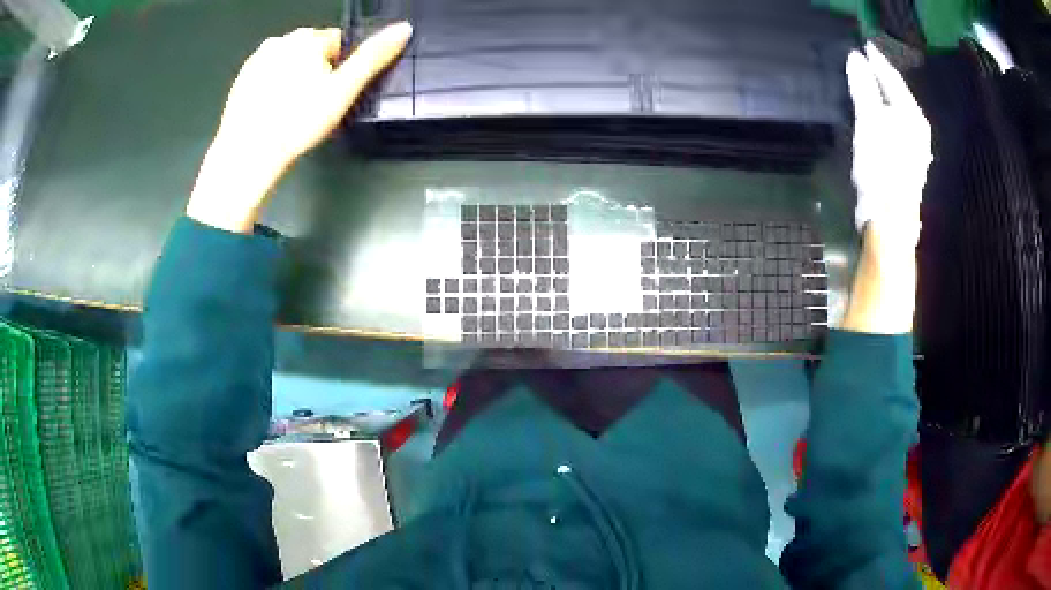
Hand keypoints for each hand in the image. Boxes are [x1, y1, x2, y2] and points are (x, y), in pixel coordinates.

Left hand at [187, 22, 412, 232]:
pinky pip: (267, 77)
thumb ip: (373, 57)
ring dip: (294, 80)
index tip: (331, 94)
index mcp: (309, 38)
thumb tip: (403, 29)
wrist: (247, 154)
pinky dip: (272, 90)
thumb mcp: (343, 90)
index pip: (338, 43)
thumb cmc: (296, 123)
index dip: (340, 69)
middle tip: (312, 106)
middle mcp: (282, 40)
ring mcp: (258, 59)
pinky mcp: (242, 79)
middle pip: (312, 51)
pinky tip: (273, 112)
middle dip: (316, 72)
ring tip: (291, 112)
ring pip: (289, 64)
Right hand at [847, 42, 931, 246]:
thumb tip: (855, 58)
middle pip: (898, 95)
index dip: (877, 62)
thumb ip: (863, 88)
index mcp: (913, 117)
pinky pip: (897, 128)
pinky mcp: (909, 163)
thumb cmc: (881, 169)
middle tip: (864, 63)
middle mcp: (919, 130)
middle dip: (882, 78)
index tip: (863, 46)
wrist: (889, 221)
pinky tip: (878, 116)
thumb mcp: (869, 123)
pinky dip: (885, 116)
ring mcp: (916, 149)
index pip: (893, 80)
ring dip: (883, 97)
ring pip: (899, 112)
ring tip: (868, 85)